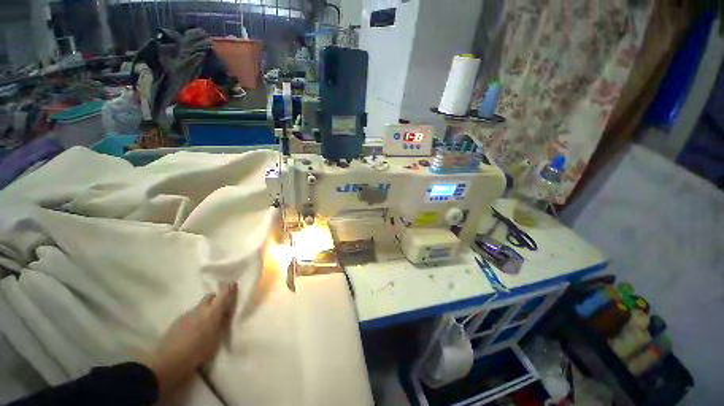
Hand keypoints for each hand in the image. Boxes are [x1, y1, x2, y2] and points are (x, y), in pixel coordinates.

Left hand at [145, 282, 237, 396]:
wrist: (168, 362)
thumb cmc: (198, 352)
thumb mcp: (216, 339)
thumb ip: (221, 324)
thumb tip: (225, 315)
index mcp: (213, 312)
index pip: (223, 295)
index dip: (228, 289)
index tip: (232, 283)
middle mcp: (200, 309)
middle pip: (210, 297)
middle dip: (215, 299)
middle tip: (219, 308)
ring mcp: (186, 314)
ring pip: (199, 307)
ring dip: (204, 310)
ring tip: (205, 323)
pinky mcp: (176, 322)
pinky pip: (190, 315)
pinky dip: (194, 318)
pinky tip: (193, 330)